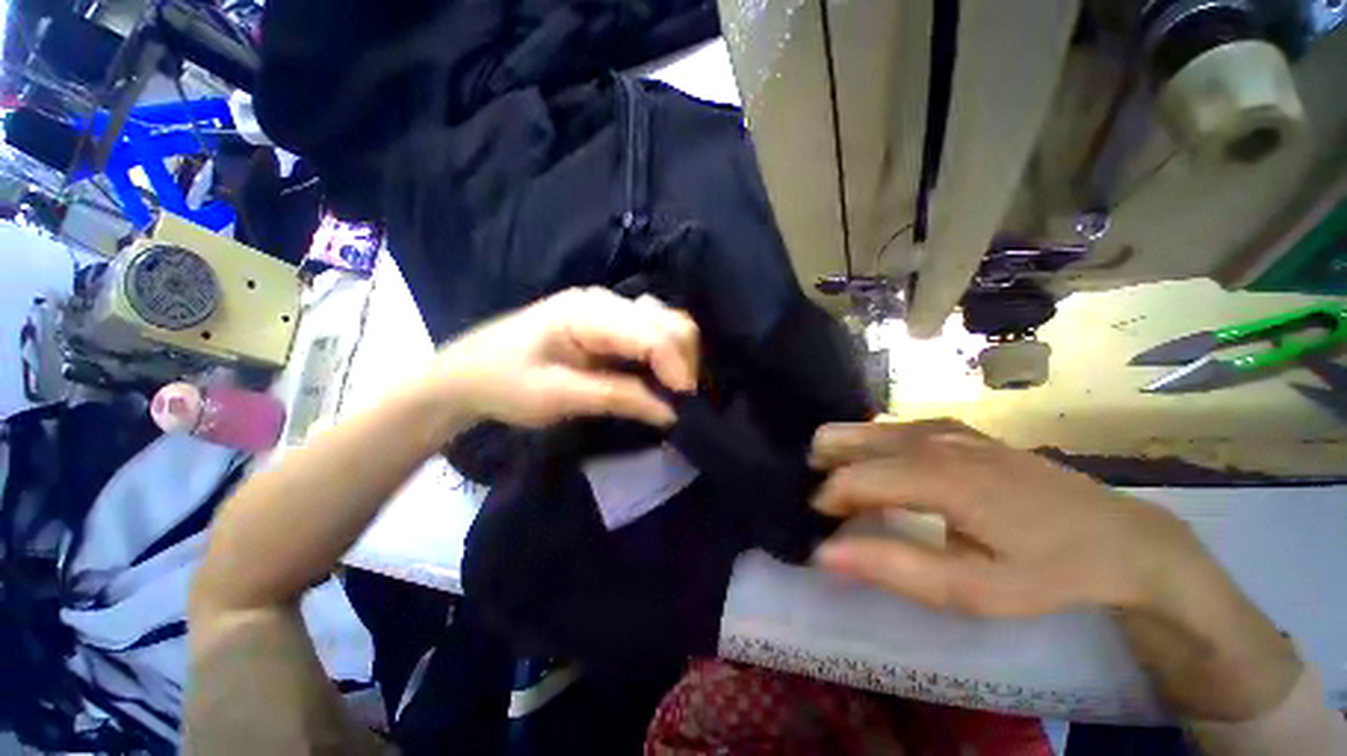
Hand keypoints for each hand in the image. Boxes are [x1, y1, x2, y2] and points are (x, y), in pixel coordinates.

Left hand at [431, 288, 698, 428]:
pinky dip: (666, 353)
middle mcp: (605, 300)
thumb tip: (671, 412)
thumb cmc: (505, 383)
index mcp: (588, 312)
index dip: (676, 368)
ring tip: (672, 390)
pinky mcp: (609, 320)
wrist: (469, 371)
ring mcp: (608, 307)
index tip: (683, 405)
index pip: (652, 333)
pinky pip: (653, 330)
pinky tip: (658, 375)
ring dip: (679, 356)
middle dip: (684, 362)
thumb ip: (618, 398)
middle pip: (669, 321)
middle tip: (679, 402)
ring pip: (667, 322)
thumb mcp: (558, 396)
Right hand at [809, 419, 1193, 615]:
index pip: (851, 477)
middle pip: (843, 436)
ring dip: (844, 458)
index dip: (826, 500)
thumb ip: (894, 567)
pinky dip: (870, 450)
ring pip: (862, 429)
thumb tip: (824, 552)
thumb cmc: (1046, 570)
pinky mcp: (953, 428)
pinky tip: (885, 479)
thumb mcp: (974, 590)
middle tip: (831, 505)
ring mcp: (942, 427)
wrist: (1118, 536)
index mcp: (936, 475)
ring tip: (852, 496)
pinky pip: (888, 430)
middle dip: (823, 467)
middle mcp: (929, 438)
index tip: (822, 524)